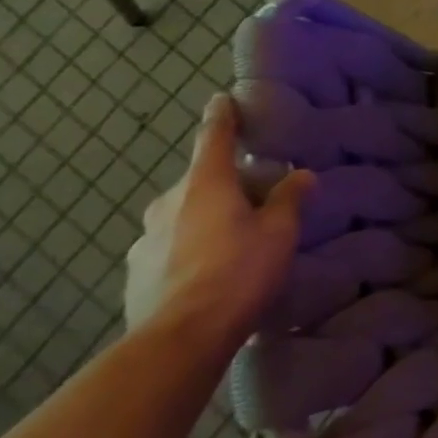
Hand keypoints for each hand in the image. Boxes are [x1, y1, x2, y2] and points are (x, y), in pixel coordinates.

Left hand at [125, 95, 313, 355]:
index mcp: (205, 183)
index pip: (214, 136)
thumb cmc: (237, 273)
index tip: (222, 99)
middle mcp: (169, 202)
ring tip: (232, 244)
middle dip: (225, 184)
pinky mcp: (135, 272)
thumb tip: (302, 175)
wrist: (179, 339)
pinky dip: (189, 251)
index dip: (222, 116)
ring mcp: (145, 238)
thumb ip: (290, 199)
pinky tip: (208, 275)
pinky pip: (169, 248)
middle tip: (255, 200)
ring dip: (205, 220)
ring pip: (183, 216)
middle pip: (201, 181)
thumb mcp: (279, 233)